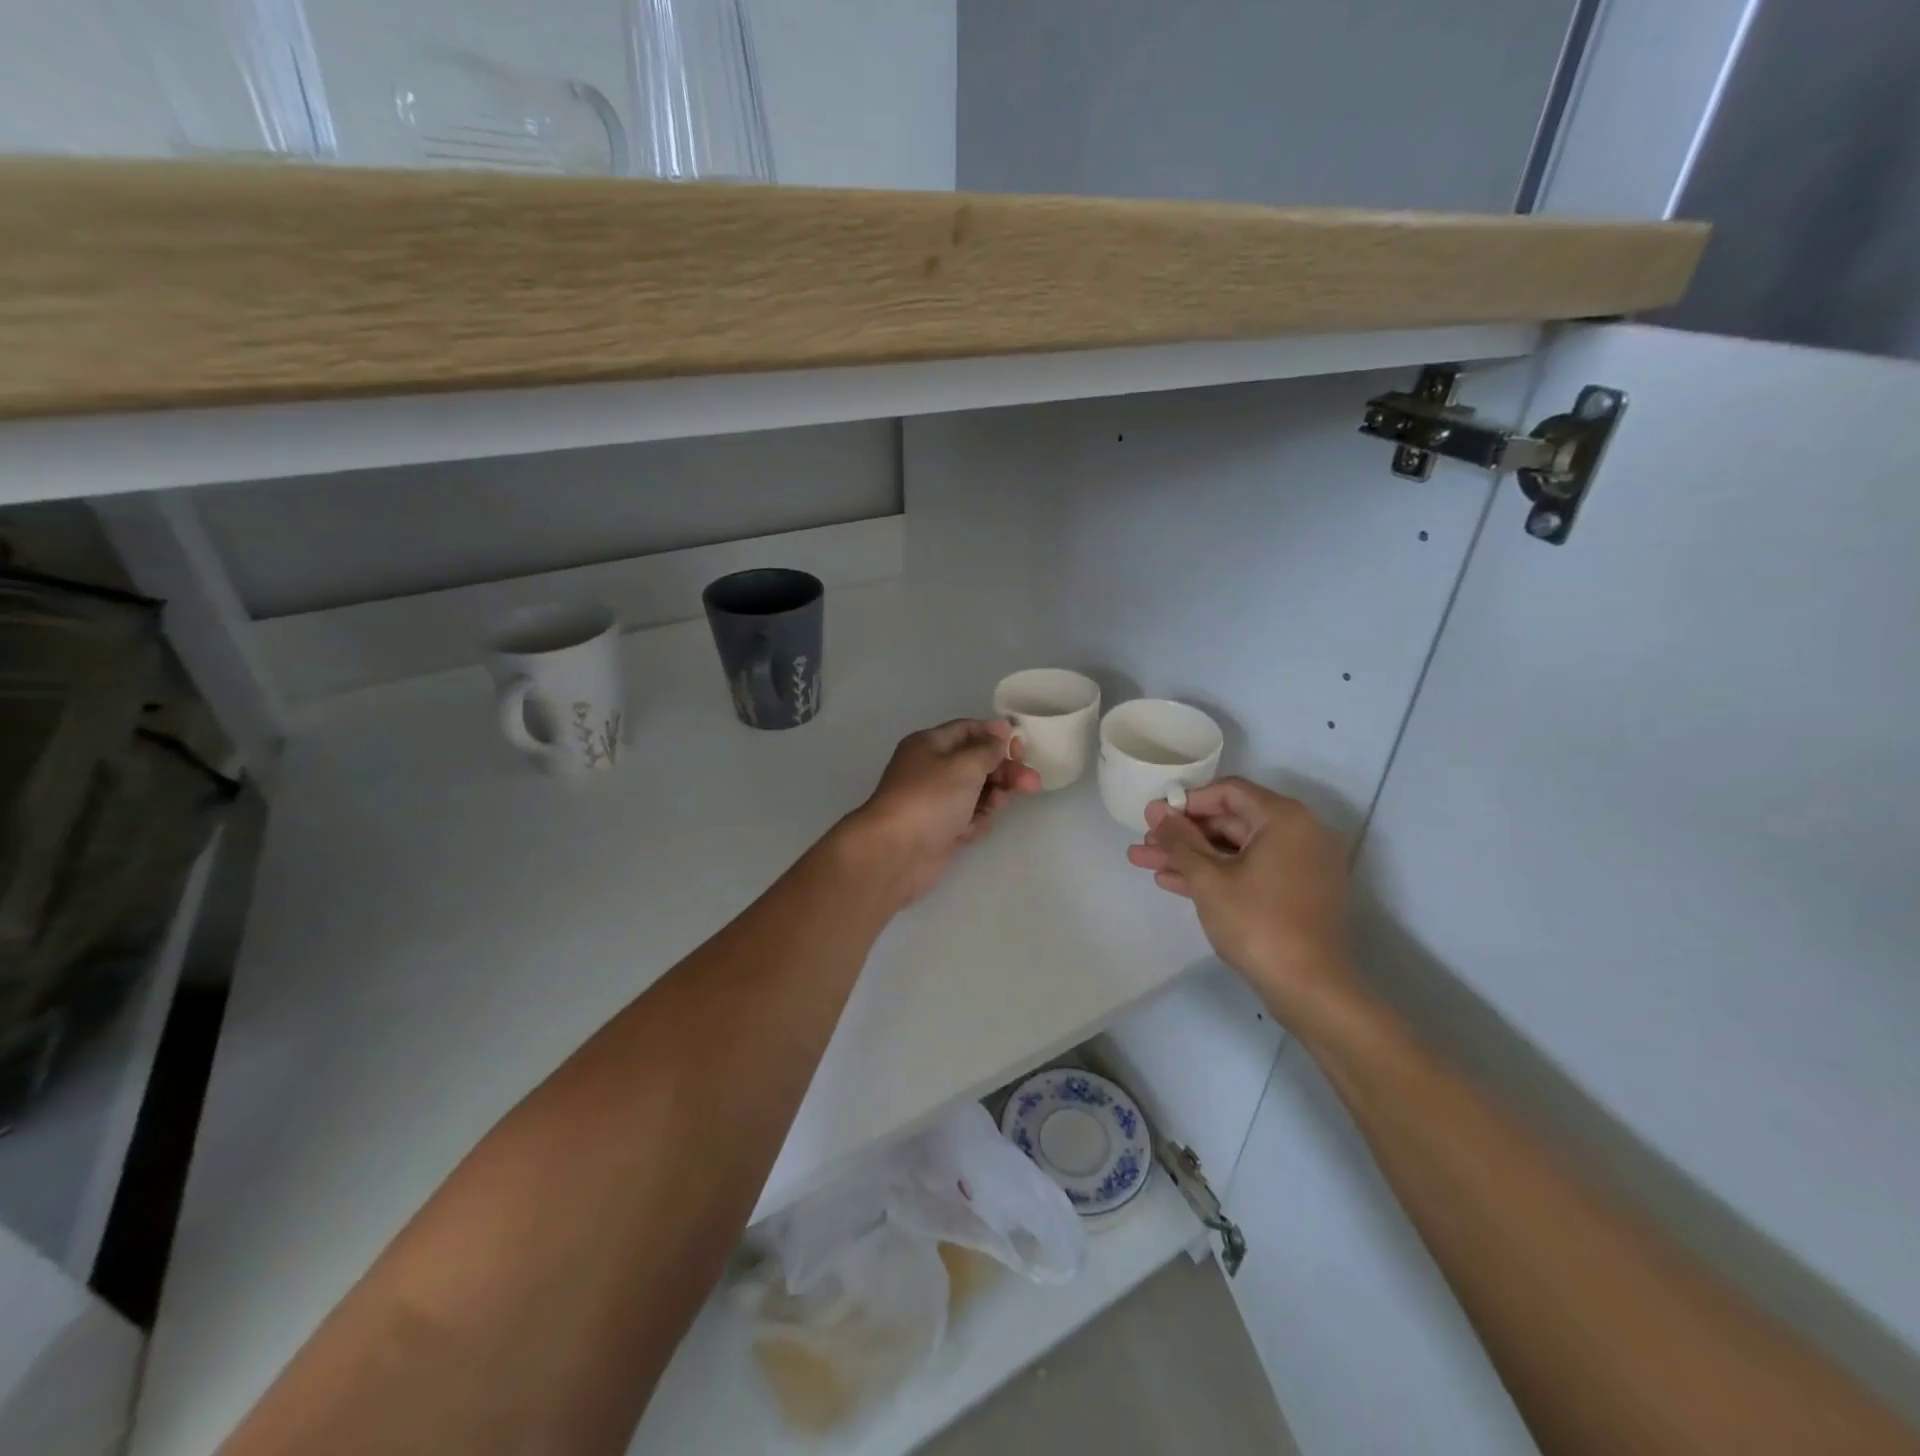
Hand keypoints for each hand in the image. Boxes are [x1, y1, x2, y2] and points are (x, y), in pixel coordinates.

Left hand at [846, 719, 1041, 906]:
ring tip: (998, 805)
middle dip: (1004, 770)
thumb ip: (989, 749)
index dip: (996, 735)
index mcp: (930, 745)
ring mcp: (936, 801)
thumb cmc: (930, 799)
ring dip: (993, 797)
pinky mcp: (941, 829)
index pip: (968, 730)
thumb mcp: (964, 766)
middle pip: (977, 762)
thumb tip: (1001, 730)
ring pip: (976, 792)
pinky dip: (975, 822)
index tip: (1022, 746)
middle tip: (1030, 782)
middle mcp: (932, 769)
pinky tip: (971, 830)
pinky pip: (968, 818)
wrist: (895, 853)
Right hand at [1126, 778, 1358, 1025]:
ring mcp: (1301, 864)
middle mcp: (1300, 832)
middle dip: (1183, 834)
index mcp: (1284, 818)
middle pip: (1231, 820)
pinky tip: (1174, 882)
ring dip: (1192, 856)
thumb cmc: (1257, 923)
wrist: (1310, 989)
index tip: (1154, 818)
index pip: (1228, 792)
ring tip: (1146, 863)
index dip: (1187, 801)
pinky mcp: (1297, 892)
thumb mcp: (1208, 878)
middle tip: (1144, 843)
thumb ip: (1178, 840)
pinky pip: (1251, 870)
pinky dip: (1217, 874)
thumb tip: (1155, 809)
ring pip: (1236, 849)